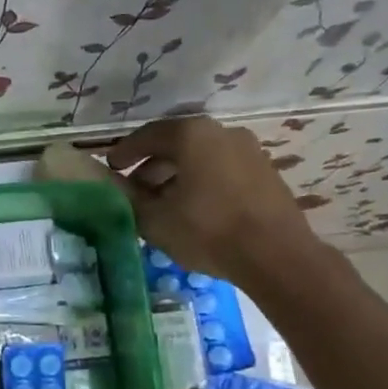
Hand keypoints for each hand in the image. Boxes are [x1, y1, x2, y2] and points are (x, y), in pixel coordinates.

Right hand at [106, 117, 327, 287]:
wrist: (277, 256)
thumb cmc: (208, 231)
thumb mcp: (155, 218)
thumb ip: (127, 196)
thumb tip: (110, 183)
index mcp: (191, 134)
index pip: (147, 136)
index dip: (124, 152)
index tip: (110, 168)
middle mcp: (221, 132)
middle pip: (176, 144)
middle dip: (151, 166)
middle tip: (134, 190)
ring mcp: (248, 151)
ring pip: (201, 158)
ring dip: (177, 176)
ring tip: (162, 204)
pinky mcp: (265, 173)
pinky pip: (222, 170)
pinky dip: (202, 182)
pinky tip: (193, 210)